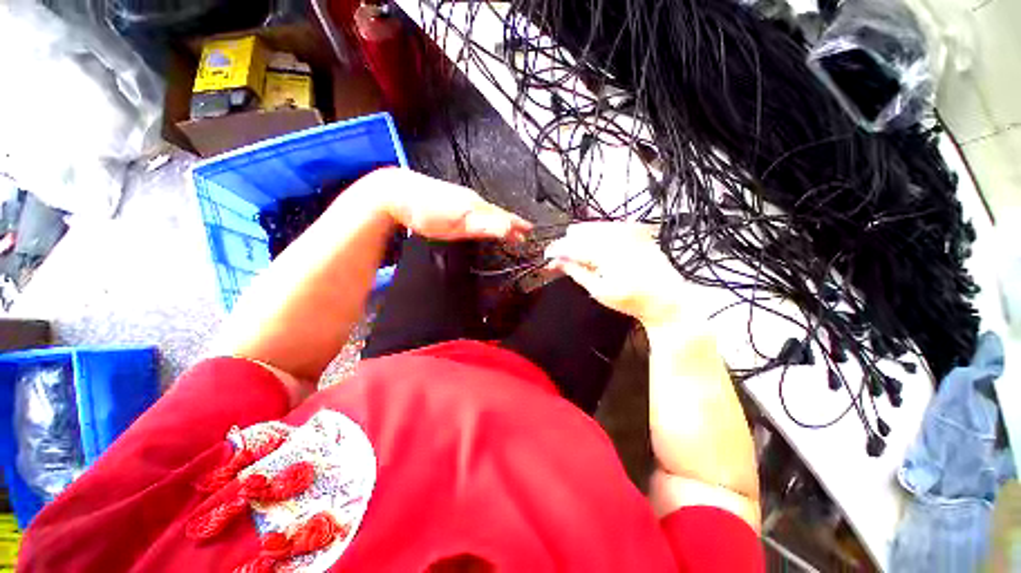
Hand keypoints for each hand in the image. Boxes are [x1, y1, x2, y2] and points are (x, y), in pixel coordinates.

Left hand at [363, 168, 531, 240]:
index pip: (504, 217)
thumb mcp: (458, 224)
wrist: (398, 194)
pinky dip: (487, 216)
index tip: (528, 233)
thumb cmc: (426, 211)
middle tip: (525, 231)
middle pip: (498, 213)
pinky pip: (477, 209)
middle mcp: (473, 201)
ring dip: (501, 220)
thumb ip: (484, 226)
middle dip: (513, 223)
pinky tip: (485, 220)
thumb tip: (507, 228)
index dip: (517, 226)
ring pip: (488, 211)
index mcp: (476, 207)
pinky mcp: (454, 200)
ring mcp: (463, 199)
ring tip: (509, 228)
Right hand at [545, 222, 692, 327]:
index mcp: (605, 250)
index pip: (570, 245)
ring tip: (580, 258)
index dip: (555, 251)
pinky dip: (596, 237)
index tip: (547, 257)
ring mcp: (627, 230)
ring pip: (591, 227)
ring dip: (581, 240)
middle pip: (578, 232)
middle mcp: (615, 234)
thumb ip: (575, 271)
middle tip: (563, 261)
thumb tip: (556, 261)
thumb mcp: (599, 290)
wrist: (665, 297)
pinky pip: (606, 227)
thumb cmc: (633, 299)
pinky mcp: (635, 230)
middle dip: (567, 245)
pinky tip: (597, 251)